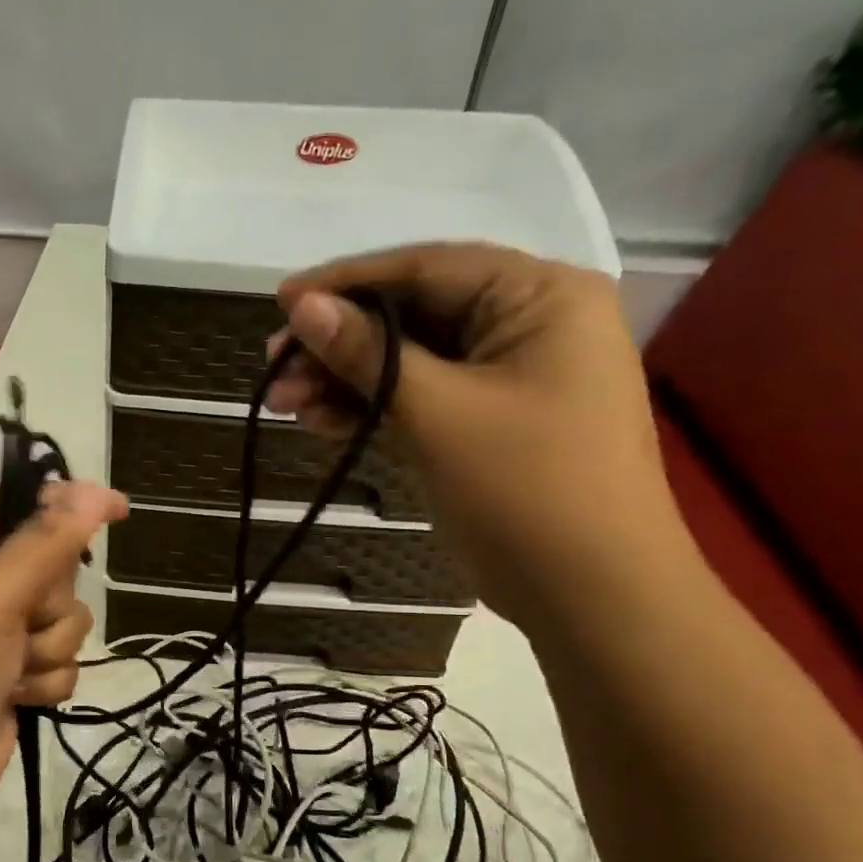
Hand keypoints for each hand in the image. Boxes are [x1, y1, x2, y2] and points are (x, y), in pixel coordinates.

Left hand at [0, 481, 128, 819]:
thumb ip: (49, 541)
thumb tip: (96, 492)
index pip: (20, 501)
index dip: (66, 500)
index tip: (115, 509)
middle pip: (56, 565)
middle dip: (51, 600)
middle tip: (24, 617)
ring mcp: (3, 632)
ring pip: (68, 618)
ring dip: (49, 647)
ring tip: (13, 669)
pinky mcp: (20, 674)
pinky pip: (63, 661)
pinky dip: (47, 681)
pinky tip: (18, 697)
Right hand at [268, 243, 695, 628]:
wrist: (590, 594)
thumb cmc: (525, 489)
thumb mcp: (437, 413)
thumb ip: (366, 354)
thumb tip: (300, 306)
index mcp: (539, 296)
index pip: (426, 268)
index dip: (345, 283)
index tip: (279, 303)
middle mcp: (526, 323)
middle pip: (412, 315)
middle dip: (338, 343)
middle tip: (273, 367)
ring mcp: (505, 377)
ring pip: (408, 362)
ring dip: (345, 381)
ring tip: (284, 403)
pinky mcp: (485, 422)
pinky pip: (418, 399)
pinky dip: (370, 409)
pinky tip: (319, 422)